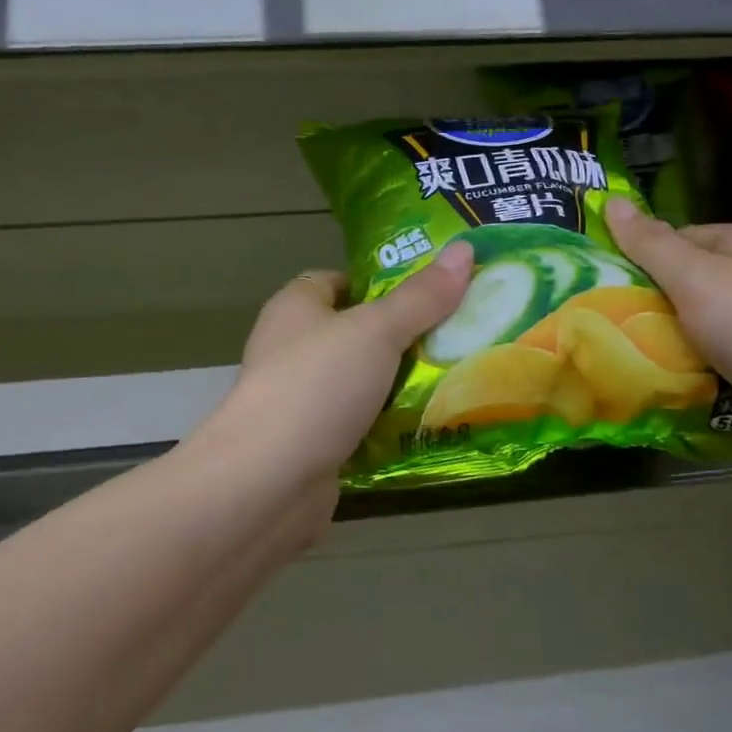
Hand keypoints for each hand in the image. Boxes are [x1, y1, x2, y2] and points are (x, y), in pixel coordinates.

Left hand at [186, 240, 473, 529]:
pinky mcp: (313, 444)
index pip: (339, 280)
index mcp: (296, 307)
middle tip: (460, 336)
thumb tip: (464, 249)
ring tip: (460, 378)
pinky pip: (361, 425)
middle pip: (357, 333)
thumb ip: (420, 297)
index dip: (382, 282)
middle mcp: (293, 349)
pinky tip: (432, 426)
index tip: (432, 292)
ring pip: (363, 382)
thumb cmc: (317, 386)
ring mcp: (301, 400)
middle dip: (405, 336)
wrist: (267, 482)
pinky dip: (391, 426)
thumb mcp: (376, 331)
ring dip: (402, 385)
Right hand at [603, 201, 731, 467]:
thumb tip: (611, 200)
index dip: (640, 257)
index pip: (676, 237)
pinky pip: (705, 353)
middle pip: (681, 279)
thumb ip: (649, 243)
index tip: (605, 283)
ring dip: (662, 336)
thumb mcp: (694, 277)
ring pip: (689, 320)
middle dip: (647, 301)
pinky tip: (660, 373)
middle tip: (607, 318)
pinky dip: (683, 362)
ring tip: (625, 349)